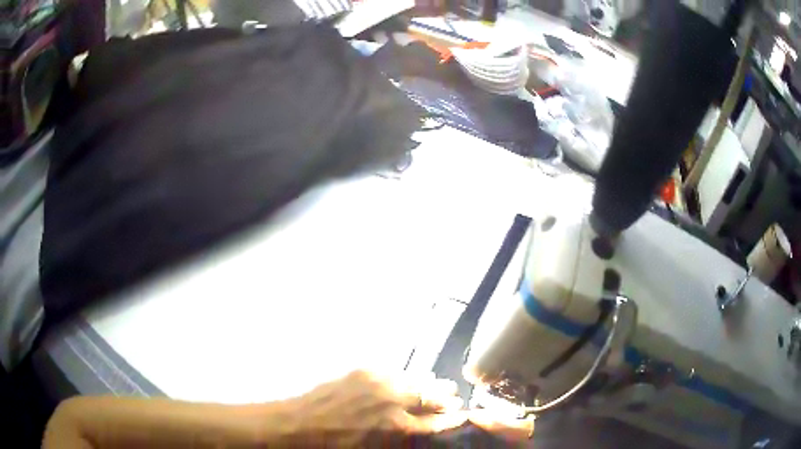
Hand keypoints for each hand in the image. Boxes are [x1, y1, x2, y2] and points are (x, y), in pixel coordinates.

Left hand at [273, 370, 532, 445]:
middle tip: (455, 398)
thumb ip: (402, 439)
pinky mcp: (365, 371)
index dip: (452, 419)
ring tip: (441, 385)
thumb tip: (419, 430)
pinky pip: (395, 372)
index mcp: (398, 428)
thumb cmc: (337, 446)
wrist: (301, 423)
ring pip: (416, 380)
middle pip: (431, 397)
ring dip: (430, 384)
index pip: (436, 422)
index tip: (464, 414)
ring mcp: (380, 382)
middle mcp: (394, 402)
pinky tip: (411, 378)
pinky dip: (407, 377)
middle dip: (446, 398)